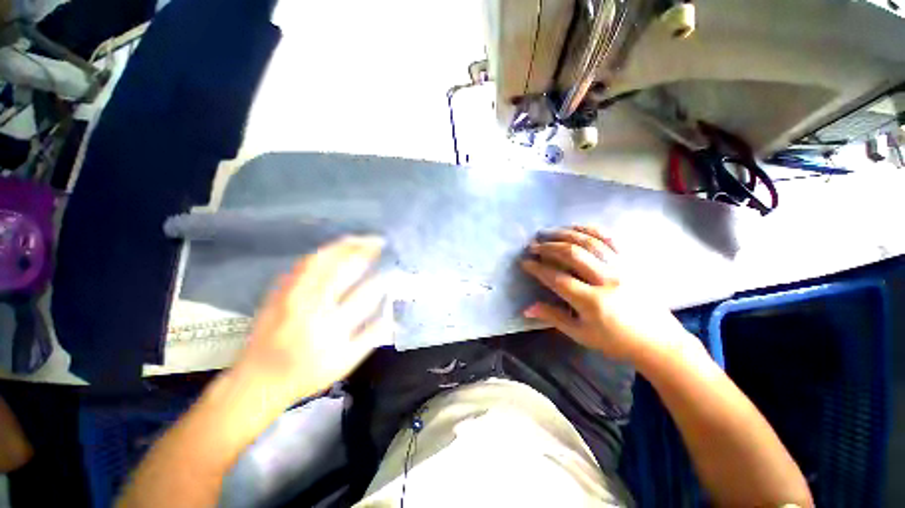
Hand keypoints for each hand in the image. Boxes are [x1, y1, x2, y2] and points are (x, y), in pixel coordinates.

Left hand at [234, 236, 391, 404]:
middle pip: (341, 269)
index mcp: (331, 326)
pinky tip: (335, 248)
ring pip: (321, 260)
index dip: (381, 279)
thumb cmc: (306, 374)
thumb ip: (372, 336)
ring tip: (361, 239)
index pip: (364, 294)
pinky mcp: (278, 290)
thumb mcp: (346, 362)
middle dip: (364, 252)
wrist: (257, 379)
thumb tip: (392, 312)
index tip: (393, 268)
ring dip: (344, 246)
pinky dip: (323, 252)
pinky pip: (303, 263)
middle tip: (380, 242)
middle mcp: (310, 306)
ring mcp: (290, 295)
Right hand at [520, 225, 686, 361]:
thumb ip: (553, 317)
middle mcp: (607, 280)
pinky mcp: (630, 262)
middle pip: (572, 254)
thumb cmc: (615, 341)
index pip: (557, 278)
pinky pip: (609, 240)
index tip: (525, 262)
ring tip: (548, 233)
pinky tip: (575, 228)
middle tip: (533, 245)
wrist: (658, 341)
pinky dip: (590, 230)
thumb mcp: (581, 334)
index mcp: (592, 302)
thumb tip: (526, 308)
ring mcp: (621, 268)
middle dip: (548, 247)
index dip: (538, 268)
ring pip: (589, 242)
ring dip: (565, 234)